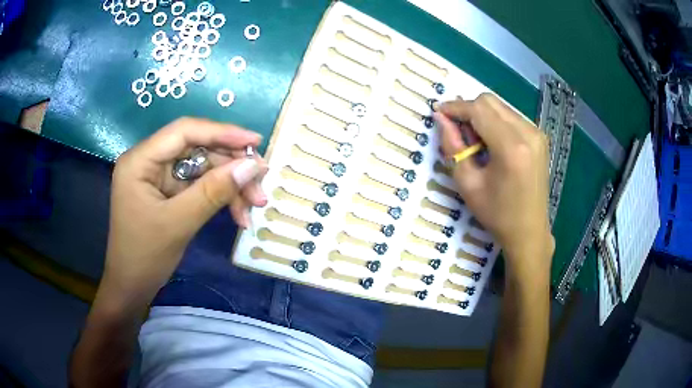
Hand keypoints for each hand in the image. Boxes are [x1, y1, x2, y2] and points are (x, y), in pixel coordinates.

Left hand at [103, 117, 266, 298]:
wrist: (132, 287)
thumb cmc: (145, 257)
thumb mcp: (179, 223)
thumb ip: (214, 191)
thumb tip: (253, 166)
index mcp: (140, 160)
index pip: (184, 132)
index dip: (222, 132)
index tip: (255, 143)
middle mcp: (149, 160)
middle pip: (197, 149)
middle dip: (230, 167)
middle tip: (260, 185)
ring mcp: (159, 176)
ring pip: (203, 167)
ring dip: (230, 186)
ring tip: (254, 206)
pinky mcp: (168, 191)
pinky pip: (199, 184)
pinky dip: (220, 197)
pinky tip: (238, 214)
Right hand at [435, 94, 553, 269]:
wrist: (529, 230)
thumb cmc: (497, 213)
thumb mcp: (467, 183)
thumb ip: (452, 146)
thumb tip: (441, 118)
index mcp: (511, 148)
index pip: (478, 110)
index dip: (455, 108)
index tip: (439, 112)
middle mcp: (528, 133)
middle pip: (490, 101)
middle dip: (469, 110)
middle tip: (459, 132)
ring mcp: (537, 134)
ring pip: (501, 107)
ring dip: (483, 116)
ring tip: (476, 142)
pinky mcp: (540, 137)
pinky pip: (511, 117)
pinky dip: (496, 122)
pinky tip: (492, 144)